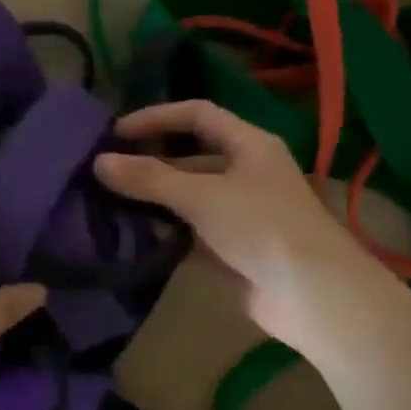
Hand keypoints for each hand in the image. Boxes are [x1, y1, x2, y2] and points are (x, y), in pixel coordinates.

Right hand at [95, 101, 387, 355]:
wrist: (311, 294)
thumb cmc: (261, 227)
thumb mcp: (202, 196)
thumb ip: (150, 178)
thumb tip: (99, 162)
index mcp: (249, 145)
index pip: (197, 115)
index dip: (157, 117)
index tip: (115, 133)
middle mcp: (246, 173)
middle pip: (191, 157)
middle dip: (150, 162)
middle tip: (105, 172)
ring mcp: (241, 213)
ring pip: (189, 198)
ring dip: (154, 200)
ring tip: (108, 204)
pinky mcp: (234, 250)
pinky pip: (192, 233)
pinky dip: (166, 233)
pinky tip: (133, 237)